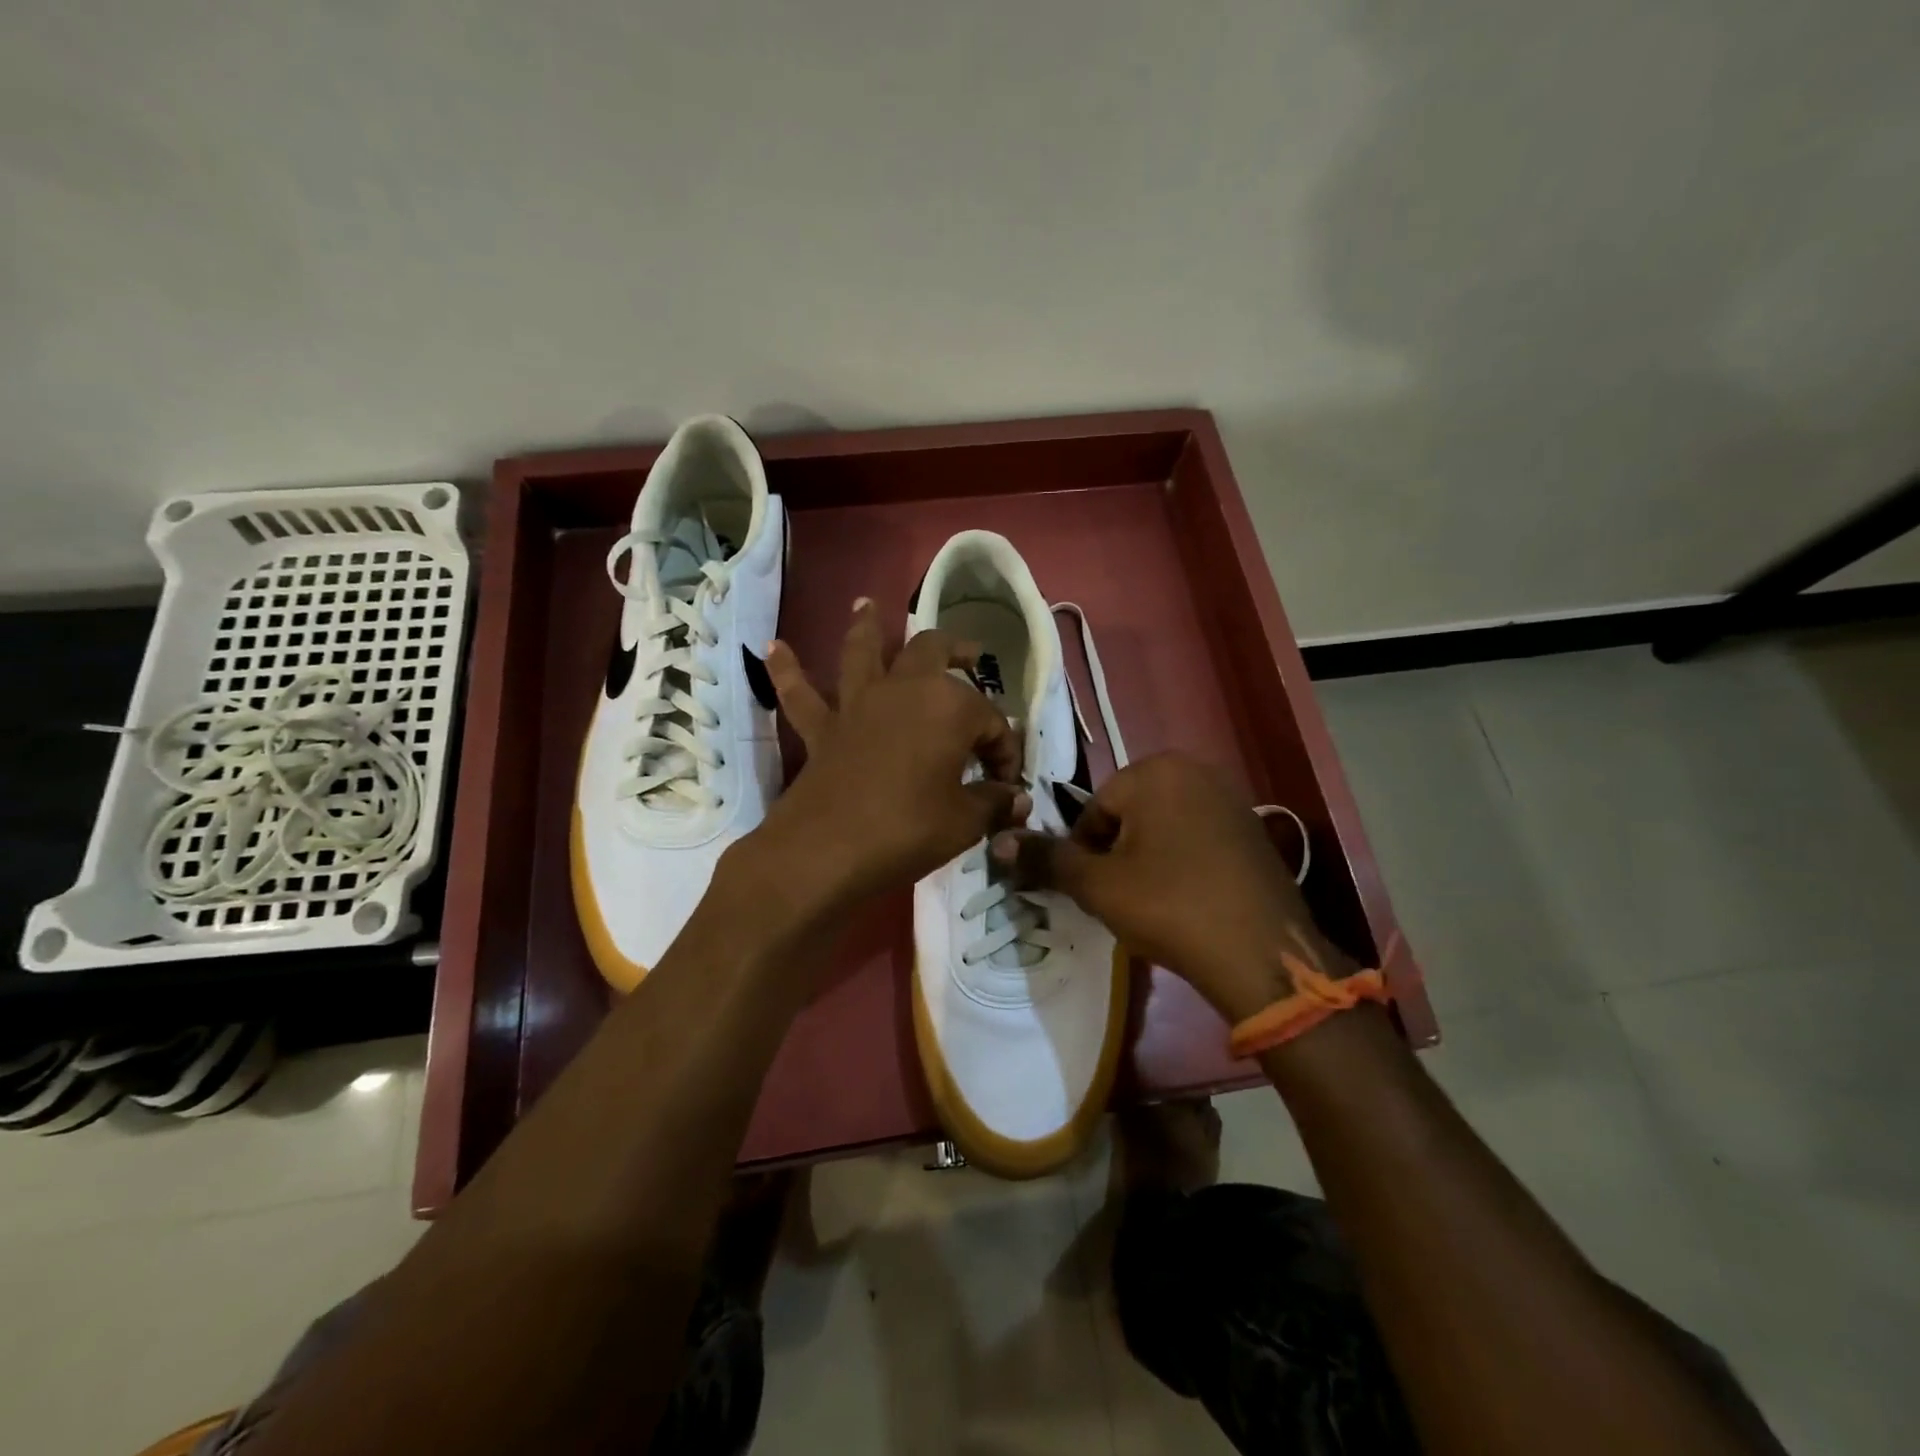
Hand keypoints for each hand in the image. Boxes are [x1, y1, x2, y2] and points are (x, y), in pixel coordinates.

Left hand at [749, 599, 1030, 908]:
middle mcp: (904, 690)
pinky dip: (788, 670)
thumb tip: (1016, 800)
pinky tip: (773, 648)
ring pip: (863, 652)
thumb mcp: (964, 822)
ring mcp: (858, 704)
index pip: (991, 722)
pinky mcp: (822, 728)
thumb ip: (993, 804)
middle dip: (956, 650)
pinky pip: (801, 694)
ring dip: (866, 627)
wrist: (828, 850)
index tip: (1006, 785)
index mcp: (949, 707)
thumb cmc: (908, 829)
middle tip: (970, 654)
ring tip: (866, 604)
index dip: (1005, 752)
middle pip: (932, 652)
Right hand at [992, 751, 1352, 1023]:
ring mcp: (1230, 796)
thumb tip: (997, 842)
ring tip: (1154, 901)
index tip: (1094, 890)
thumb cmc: (1170, 906)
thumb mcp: (1097, 885)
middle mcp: (1195, 769)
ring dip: (1147, 857)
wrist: (1261, 954)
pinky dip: (1183, 860)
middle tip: (1122, 897)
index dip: (1085, 853)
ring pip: (1162, 824)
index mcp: (1154, 770)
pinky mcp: (1252, 826)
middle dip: (1117, 852)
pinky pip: (1197, 835)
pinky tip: (1188, 897)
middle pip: (1129, 812)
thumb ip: (1046, 859)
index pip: (1094, 809)